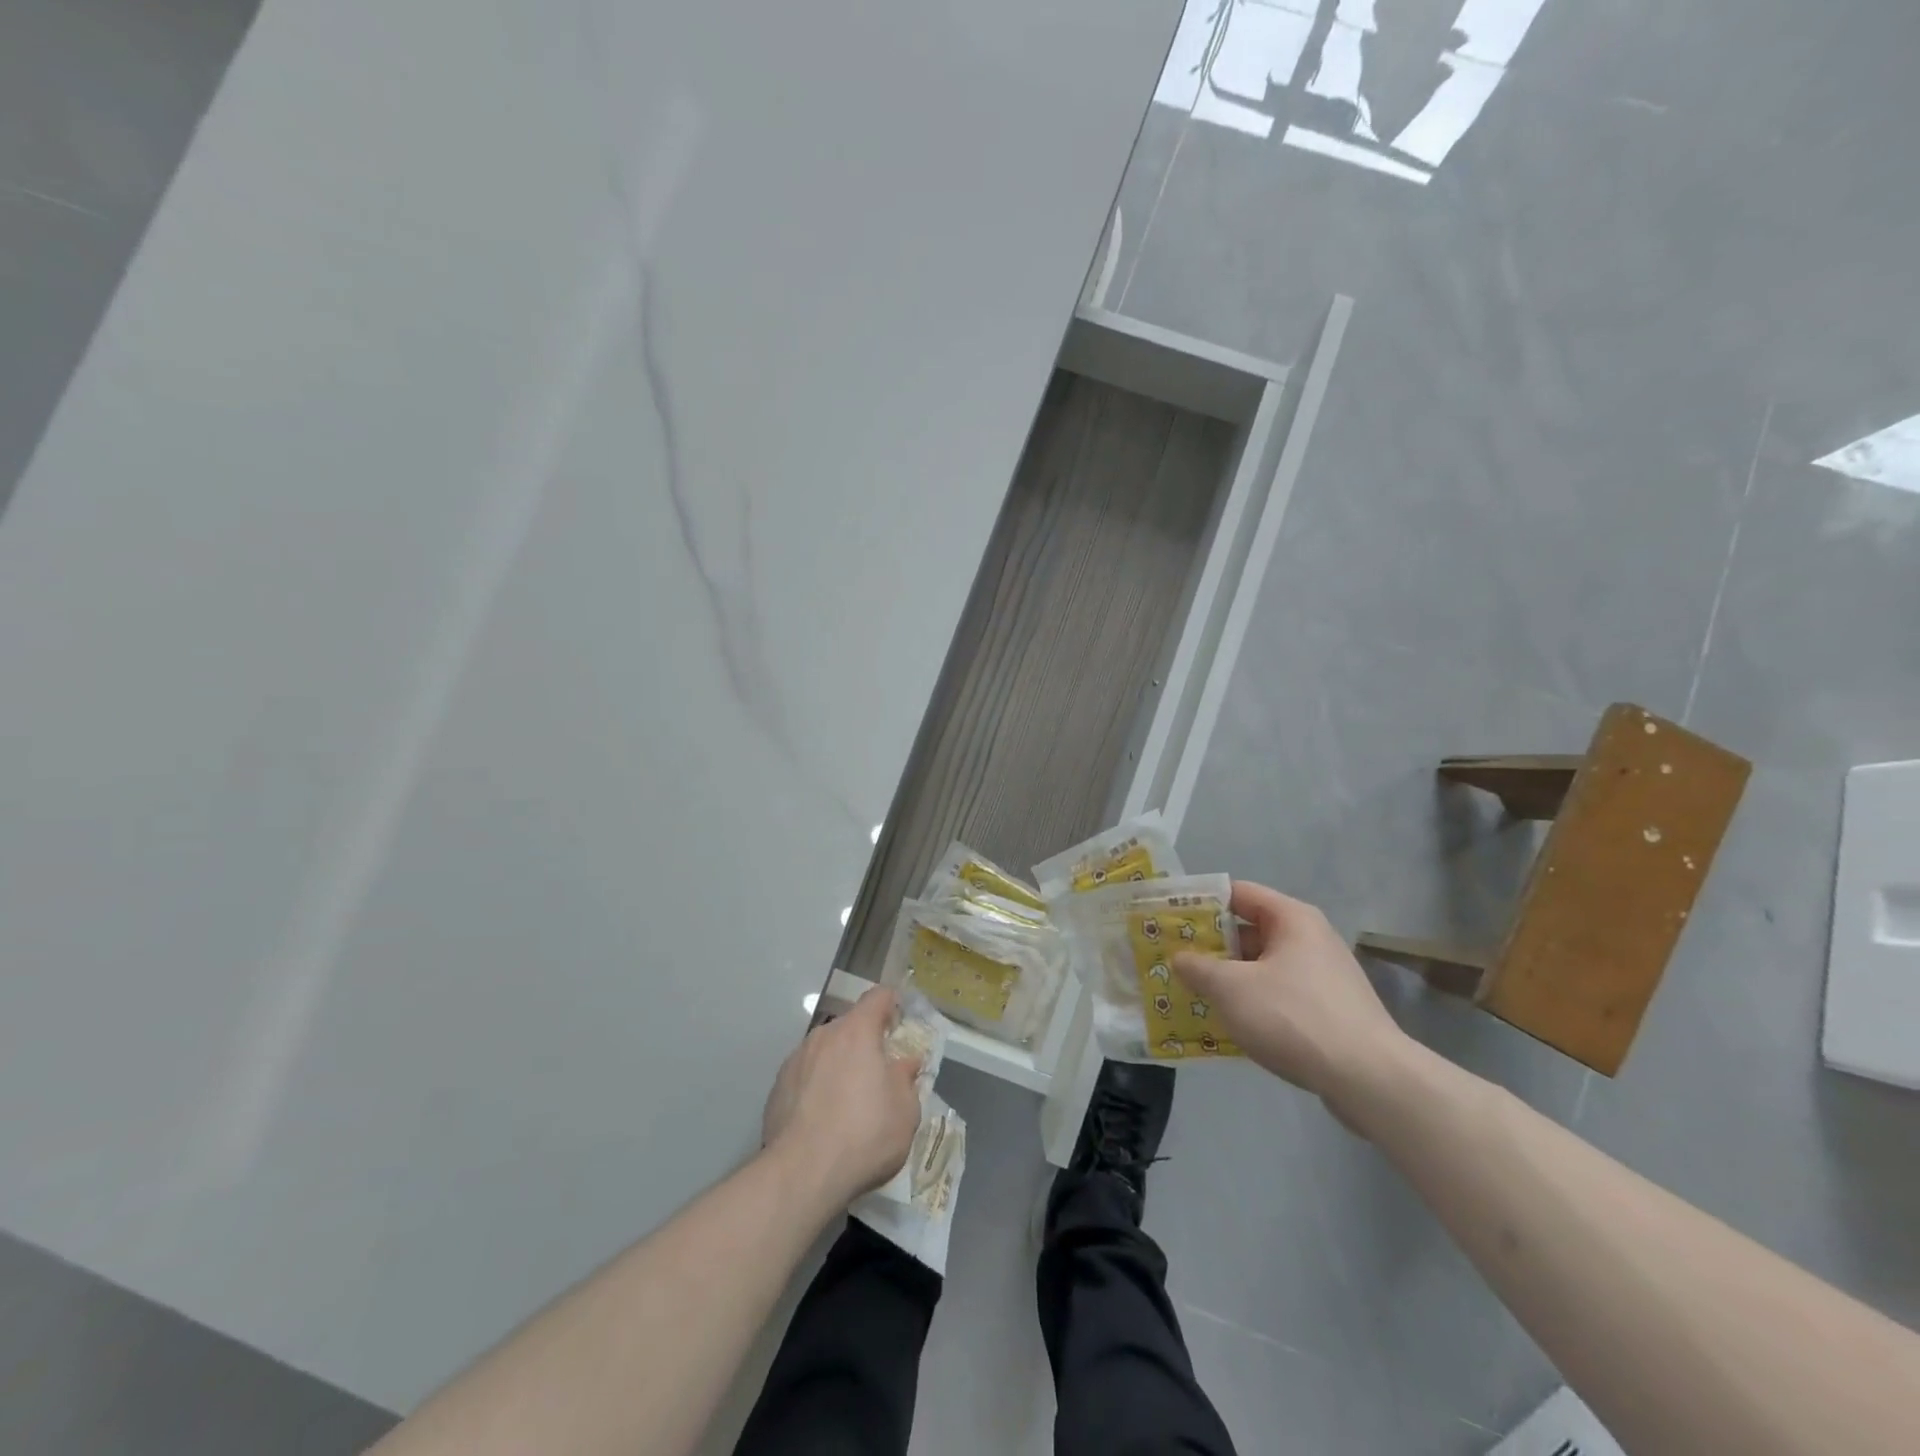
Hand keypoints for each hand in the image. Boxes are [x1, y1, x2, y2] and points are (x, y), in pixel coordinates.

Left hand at [761, 987, 922, 1205]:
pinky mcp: (777, 1087)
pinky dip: (817, 1087)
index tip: (901, 1024)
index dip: (892, 1004)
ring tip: (848, 1102)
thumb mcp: (905, 1111)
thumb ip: (907, 1079)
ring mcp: (796, 1060)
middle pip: (850, 1026)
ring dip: (840, 1065)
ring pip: (826, 1051)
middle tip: (879, 1073)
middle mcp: (824, 1035)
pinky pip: (806, 1075)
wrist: (801, 1174)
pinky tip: (822, 1120)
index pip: (878, 996)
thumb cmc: (864, 1135)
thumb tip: (905, 1063)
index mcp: (857, 1031)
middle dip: (866, 1042)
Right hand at [1173, 881, 1409, 1119]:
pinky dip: (1252, 1003)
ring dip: (1229, 978)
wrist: (1369, 1079)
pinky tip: (1228, 1024)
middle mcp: (1310, 938)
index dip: (1200, 902)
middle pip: (1249, 930)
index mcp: (1291, 918)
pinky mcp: (1330, 1011)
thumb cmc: (1293, 1016)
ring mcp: (1323, 976)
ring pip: (1263, 967)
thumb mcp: (1231, 988)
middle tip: (1173, 959)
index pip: (1237, 893)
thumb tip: (1180, 958)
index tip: (1168, 919)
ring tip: (1192, 993)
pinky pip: (1279, 995)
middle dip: (1210, 946)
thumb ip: (1198, 967)